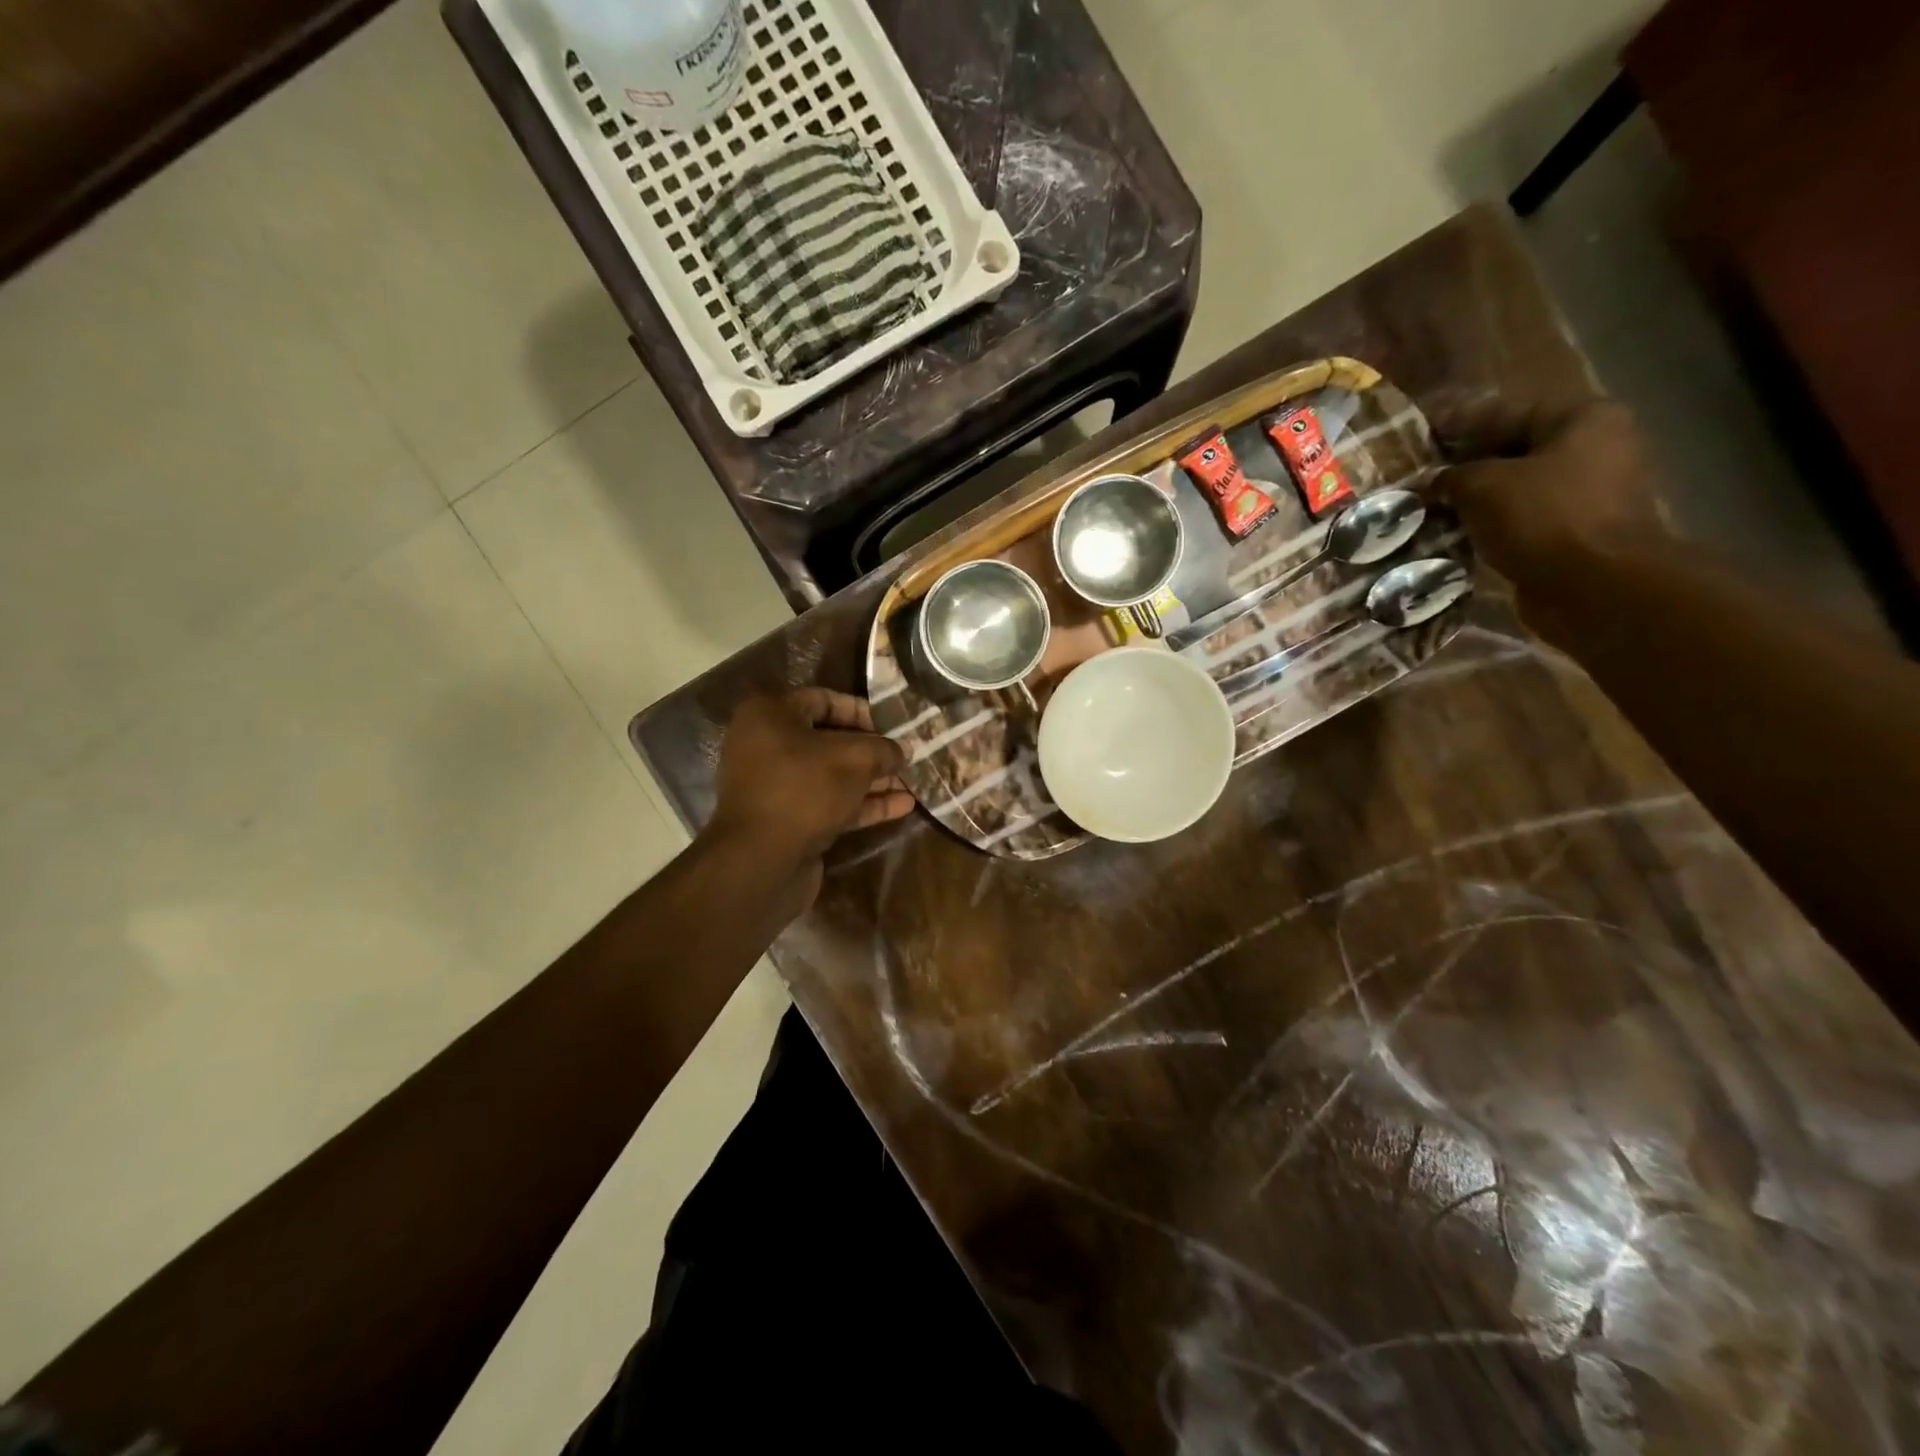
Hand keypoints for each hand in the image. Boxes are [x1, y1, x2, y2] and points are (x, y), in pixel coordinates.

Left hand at [705, 689, 911, 904]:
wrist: (760, 861)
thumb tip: (903, 749)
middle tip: (907, 755)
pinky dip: (863, 804)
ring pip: (832, 776)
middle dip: (872, 750)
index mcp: (770, 715)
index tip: (894, 724)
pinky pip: (830, 804)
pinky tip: (902, 807)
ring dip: (873, 779)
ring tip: (913, 782)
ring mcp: (777, 787)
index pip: (823, 700)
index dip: (862, 711)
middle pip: (829, 741)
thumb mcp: (854, 759)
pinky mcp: (788, 821)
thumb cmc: (804, 789)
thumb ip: (882, 749)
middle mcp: (767, 746)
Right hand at [1435, 398, 1668, 588]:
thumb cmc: (1543, 517)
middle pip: (1513, 450)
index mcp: (1582, 419)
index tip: (1419, 433)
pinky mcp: (1575, 532)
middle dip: (1464, 464)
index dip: (1457, 423)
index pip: (1505, 412)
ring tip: (1427, 507)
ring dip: (1472, 499)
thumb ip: (1450, 477)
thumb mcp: (1482, 486)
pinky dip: (1488, 524)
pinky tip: (1451, 533)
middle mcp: (1594, 448)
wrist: (1593, 584)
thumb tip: (1429, 483)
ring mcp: (1588, 492)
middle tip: (1418, 475)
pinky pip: (1520, 519)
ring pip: (1514, 487)